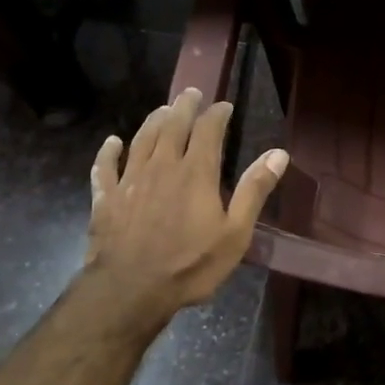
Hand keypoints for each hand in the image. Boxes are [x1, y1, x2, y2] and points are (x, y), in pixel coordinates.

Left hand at [85, 88, 288, 326]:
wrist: (131, 290)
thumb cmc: (190, 264)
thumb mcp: (235, 233)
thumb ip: (254, 190)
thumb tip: (279, 154)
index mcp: (196, 172)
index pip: (208, 130)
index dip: (217, 114)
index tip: (224, 106)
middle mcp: (162, 166)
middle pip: (172, 126)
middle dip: (184, 107)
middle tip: (191, 93)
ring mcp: (130, 180)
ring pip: (141, 139)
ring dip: (153, 120)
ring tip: (162, 109)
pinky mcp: (106, 199)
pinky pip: (105, 168)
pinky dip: (108, 152)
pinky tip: (112, 142)